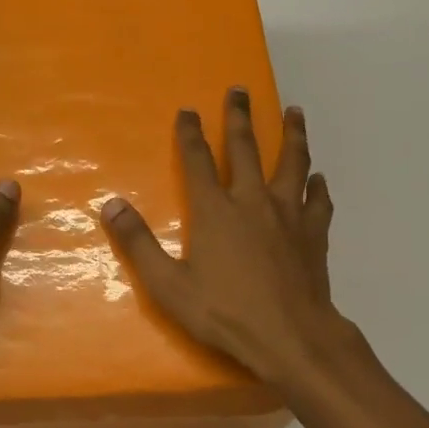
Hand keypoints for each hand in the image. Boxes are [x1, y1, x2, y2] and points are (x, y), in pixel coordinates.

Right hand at [101, 87, 348, 385]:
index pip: (198, 161)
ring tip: (295, 112)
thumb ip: (138, 243)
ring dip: (292, 135)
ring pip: (292, 163)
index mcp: (216, 211)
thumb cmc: (226, 312)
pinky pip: (318, 201)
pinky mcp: (314, 234)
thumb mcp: (169, 285)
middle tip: (241, 89)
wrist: (292, 338)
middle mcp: (253, 202)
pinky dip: (317, 186)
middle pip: (247, 149)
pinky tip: (318, 179)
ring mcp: (289, 216)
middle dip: (240, 117)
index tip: (188, 109)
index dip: (190, 133)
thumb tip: (110, 205)